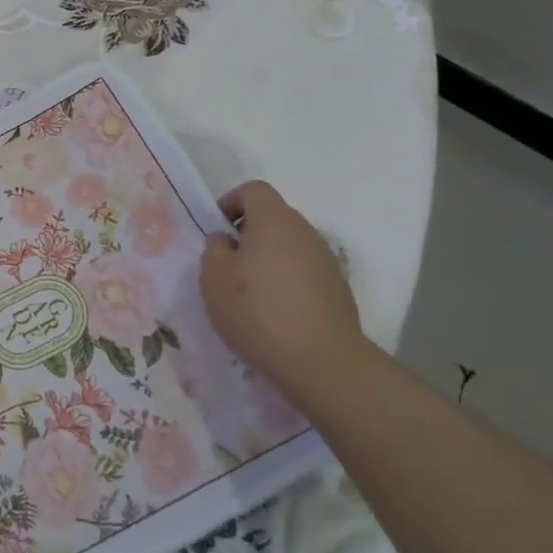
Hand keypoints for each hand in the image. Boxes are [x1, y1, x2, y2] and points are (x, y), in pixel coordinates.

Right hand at [200, 181, 364, 381]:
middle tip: (229, 266)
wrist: (322, 362)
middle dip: (248, 235)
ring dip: (268, 260)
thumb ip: (214, 250)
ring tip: (251, 294)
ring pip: (289, 246)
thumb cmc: (258, 312)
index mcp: (274, 220)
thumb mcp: (214, 279)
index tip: (217, 233)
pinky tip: (276, 314)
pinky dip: (287, 281)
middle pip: (273, 217)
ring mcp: (326, 260)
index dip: (231, 203)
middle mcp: (305, 231)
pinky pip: (304, 271)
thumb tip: (226, 241)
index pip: (253, 190)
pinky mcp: (338, 288)